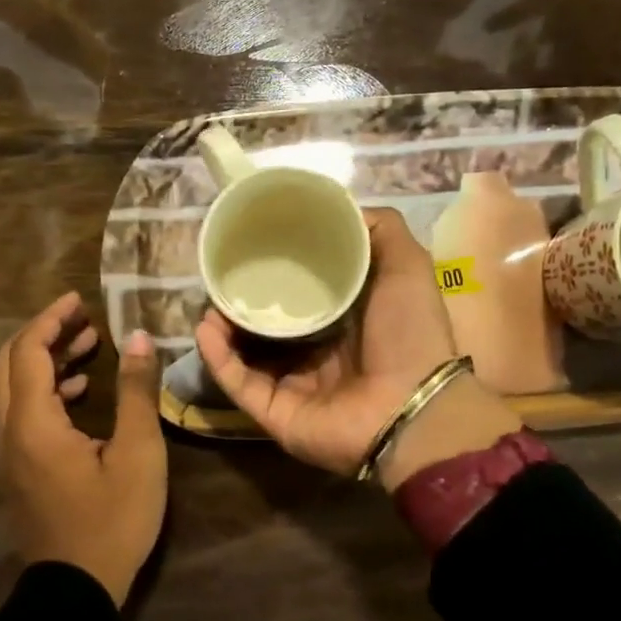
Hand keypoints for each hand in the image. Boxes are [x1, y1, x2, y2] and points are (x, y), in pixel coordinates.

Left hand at [0, 291, 165, 605]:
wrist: (74, 592)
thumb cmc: (112, 521)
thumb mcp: (138, 454)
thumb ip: (136, 391)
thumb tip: (137, 337)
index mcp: (32, 422)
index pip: (29, 350)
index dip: (52, 319)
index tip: (80, 300)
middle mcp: (8, 431)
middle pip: (12, 363)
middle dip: (46, 333)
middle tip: (84, 319)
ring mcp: (7, 453)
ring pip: (14, 388)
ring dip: (45, 361)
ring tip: (88, 347)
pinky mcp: (15, 470)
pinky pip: (19, 412)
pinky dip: (44, 390)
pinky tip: (78, 392)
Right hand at [194, 208, 482, 478]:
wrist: (415, 407)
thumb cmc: (410, 333)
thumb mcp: (407, 266)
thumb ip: (382, 231)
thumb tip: (344, 208)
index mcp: (346, 321)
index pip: (304, 293)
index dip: (280, 271)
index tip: (258, 245)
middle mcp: (317, 353)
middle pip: (269, 324)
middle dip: (244, 301)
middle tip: (223, 275)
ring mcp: (294, 385)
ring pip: (246, 353)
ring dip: (223, 327)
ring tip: (210, 301)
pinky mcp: (275, 412)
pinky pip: (239, 383)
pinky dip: (218, 358)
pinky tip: (205, 329)